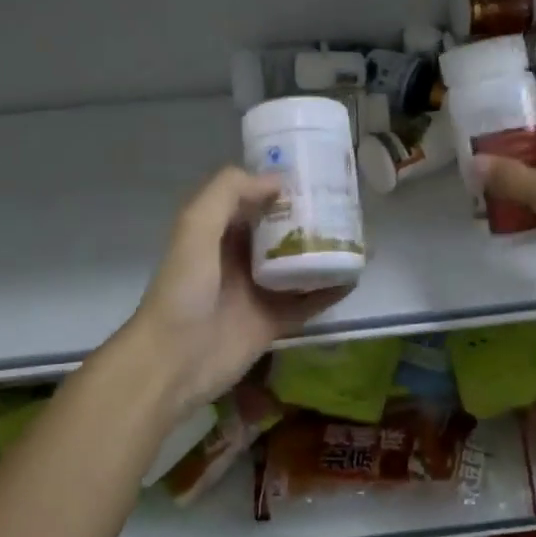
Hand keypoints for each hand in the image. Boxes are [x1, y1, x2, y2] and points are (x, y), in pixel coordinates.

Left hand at [124, 167, 347, 415]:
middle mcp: (240, 258)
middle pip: (282, 231)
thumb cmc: (183, 290)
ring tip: (360, 237)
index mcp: (219, 233)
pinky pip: (308, 301)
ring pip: (299, 265)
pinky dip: (330, 290)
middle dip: (311, 218)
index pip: (254, 201)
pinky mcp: (274, 321)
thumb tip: (277, 180)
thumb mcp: (195, 228)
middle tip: (348, 205)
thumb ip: (228, 194)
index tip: (317, 175)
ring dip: (325, 252)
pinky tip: (355, 277)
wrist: (174, 361)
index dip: (282, 187)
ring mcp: (259, 291)